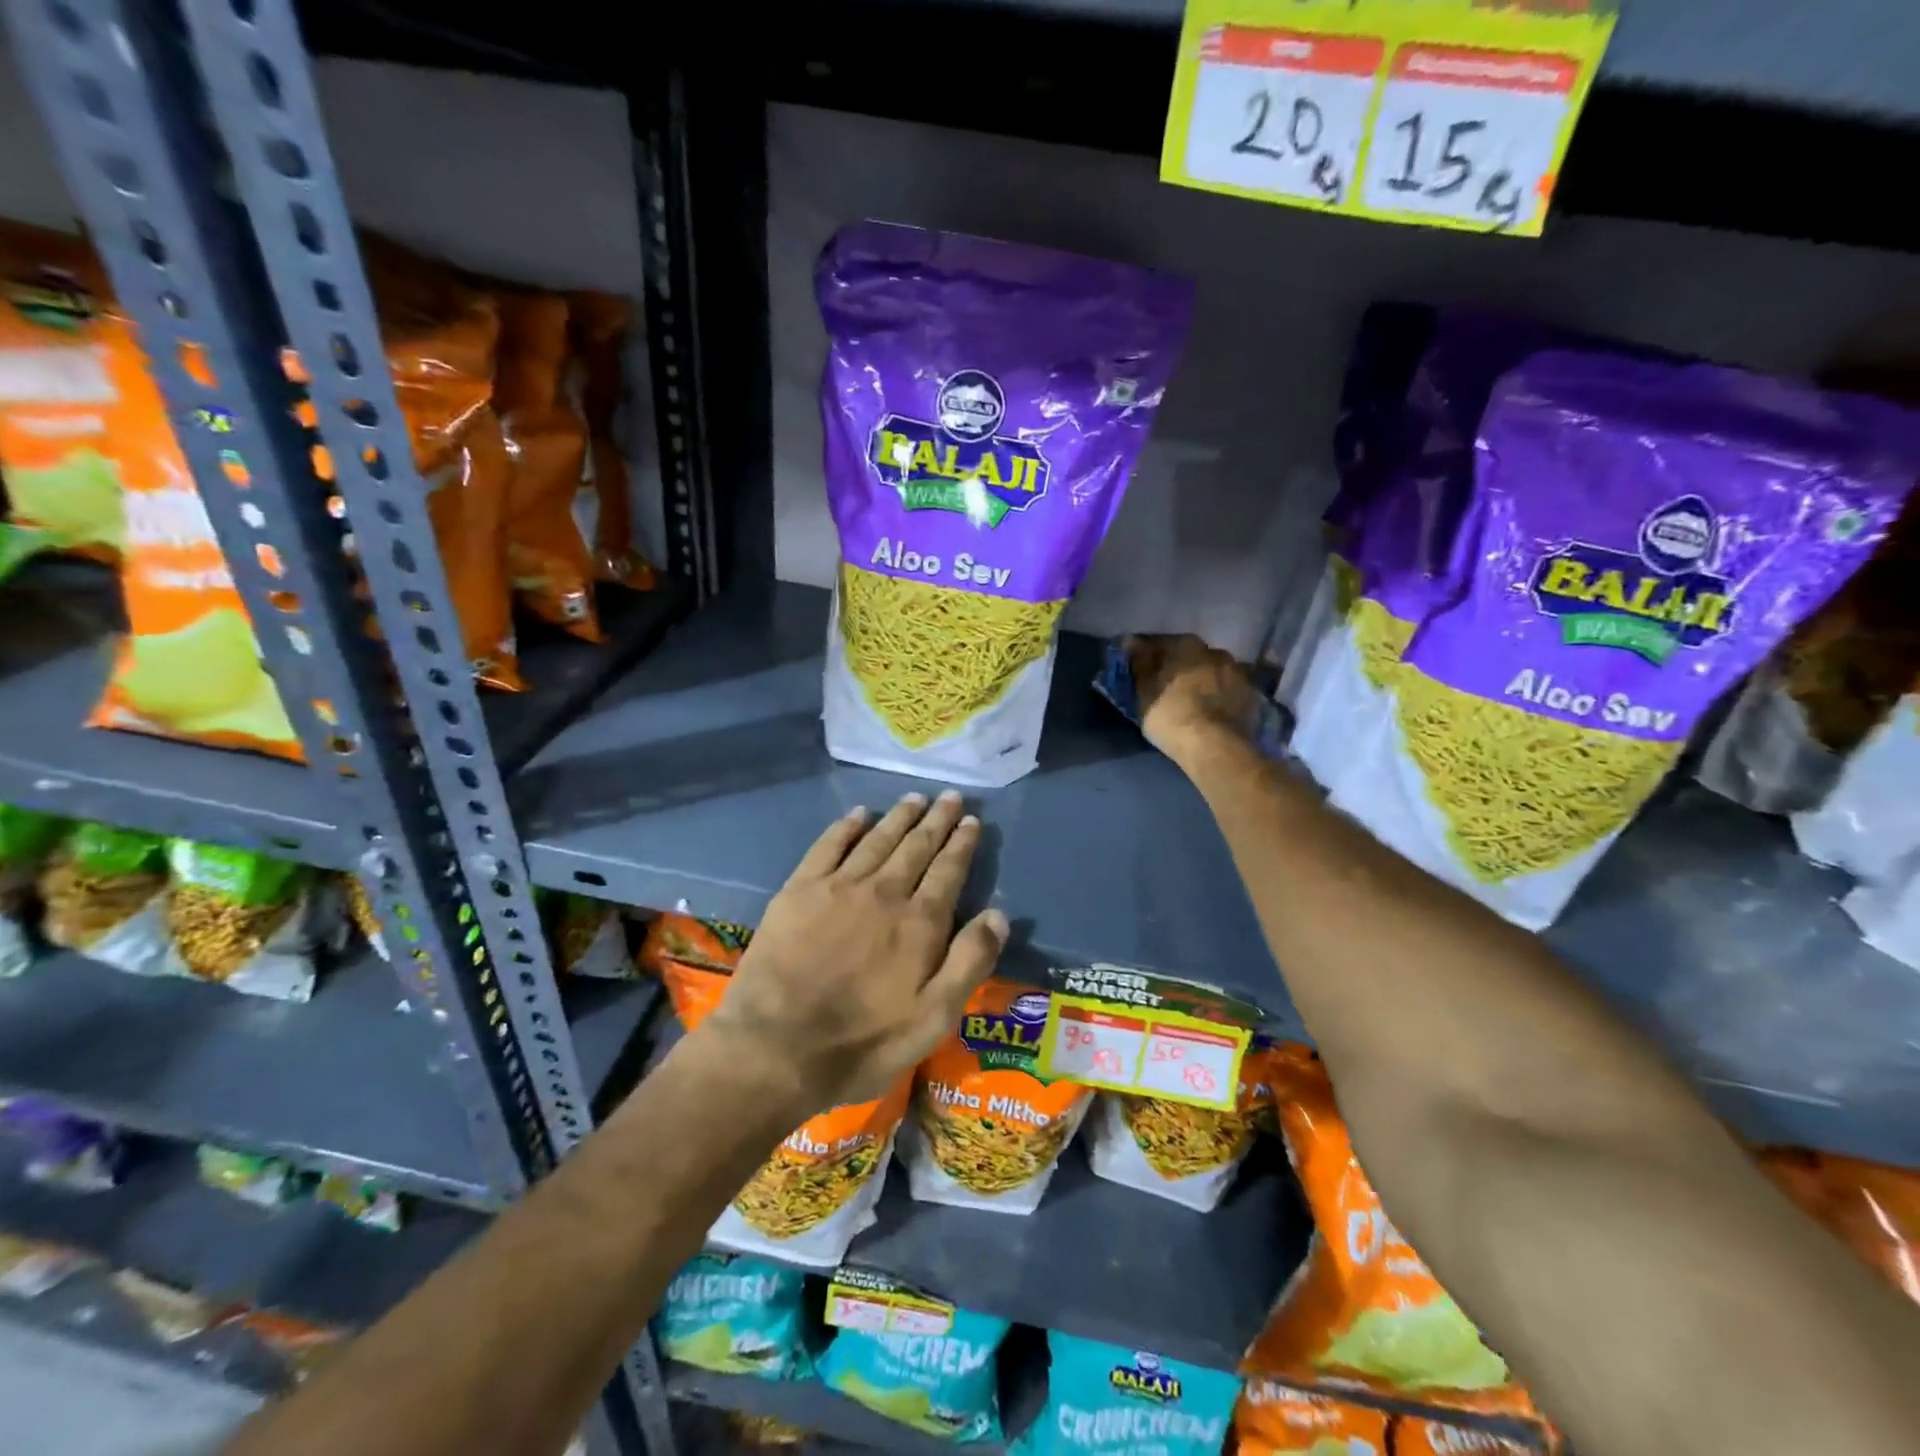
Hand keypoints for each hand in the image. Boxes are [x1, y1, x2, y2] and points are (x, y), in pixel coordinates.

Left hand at [699, 791, 1006, 1115]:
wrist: (776, 1047)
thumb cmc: (863, 1042)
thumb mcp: (933, 1019)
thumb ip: (969, 963)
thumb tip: (999, 914)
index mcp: (919, 922)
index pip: (949, 870)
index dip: (962, 843)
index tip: (971, 820)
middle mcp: (884, 892)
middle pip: (916, 846)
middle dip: (936, 819)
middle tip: (950, 795)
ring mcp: (839, 886)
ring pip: (878, 839)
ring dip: (899, 816)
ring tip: (915, 798)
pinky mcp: (799, 890)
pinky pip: (828, 845)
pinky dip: (846, 826)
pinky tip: (858, 814)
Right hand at [1127, 633, 1260, 766]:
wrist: (1215, 746)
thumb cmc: (1170, 715)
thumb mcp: (1144, 691)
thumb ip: (1140, 663)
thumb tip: (1131, 640)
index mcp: (1186, 645)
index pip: (1162, 643)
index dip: (1150, 657)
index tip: (1143, 672)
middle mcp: (1215, 651)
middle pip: (1192, 656)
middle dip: (1180, 667)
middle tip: (1168, 687)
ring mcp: (1238, 672)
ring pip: (1214, 671)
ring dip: (1203, 680)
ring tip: (1193, 700)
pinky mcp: (1252, 695)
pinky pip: (1230, 690)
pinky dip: (1221, 696)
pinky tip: (1213, 711)